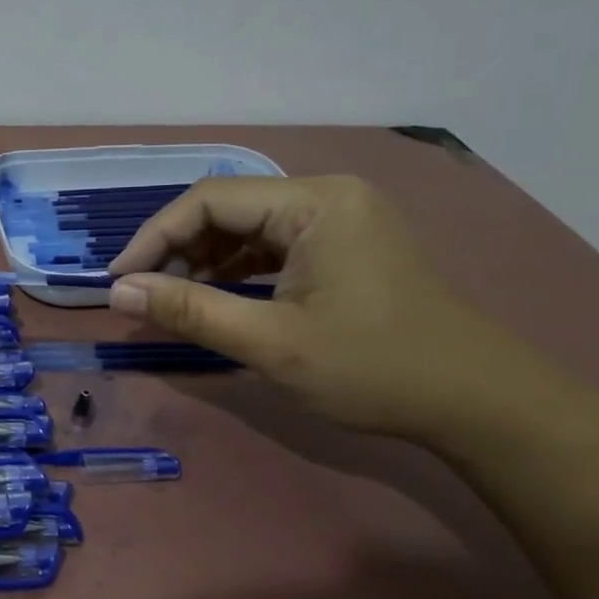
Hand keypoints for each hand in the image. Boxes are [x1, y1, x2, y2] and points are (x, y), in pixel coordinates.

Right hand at [107, 176, 534, 438]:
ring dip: (204, 262)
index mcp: (314, 203)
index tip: (119, 281)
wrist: (479, 403)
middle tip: (146, 296)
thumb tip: (119, 292)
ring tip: (175, 302)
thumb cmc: (374, 368)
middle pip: (227, 208)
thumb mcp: (270, 343)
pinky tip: (219, 299)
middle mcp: (327, 196)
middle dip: (179, 250)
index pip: (209, 199)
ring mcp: (340, 219)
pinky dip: (237, 270)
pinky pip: (273, 245)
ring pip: (247, 227)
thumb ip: (189, 311)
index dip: (154, 237)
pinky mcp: (345, 246)